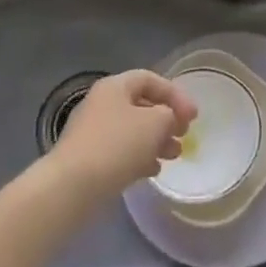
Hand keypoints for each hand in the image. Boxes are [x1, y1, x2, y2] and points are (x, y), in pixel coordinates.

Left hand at [47, 69, 196, 202]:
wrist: (72, 187)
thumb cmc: (117, 145)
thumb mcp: (155, 123)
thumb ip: (169, 115)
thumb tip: (166, 119)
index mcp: (115, 87)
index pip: (150, 79)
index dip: (175, 94)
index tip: (193, 117)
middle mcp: (102, 104)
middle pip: (142, 105)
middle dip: (167, 120)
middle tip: (184, 135)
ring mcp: (93, 132)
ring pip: (133, 130)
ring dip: (156, 141)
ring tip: (174, 155)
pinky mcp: (89, 159)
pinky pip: (121, 151)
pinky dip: (140, 157)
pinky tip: (153, 171)